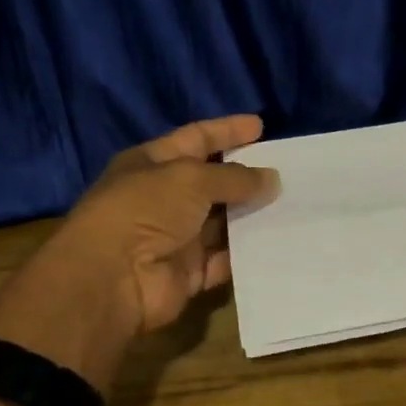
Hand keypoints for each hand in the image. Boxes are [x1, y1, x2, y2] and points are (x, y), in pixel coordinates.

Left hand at [0, 115, 277, 387]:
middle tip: (287, 170)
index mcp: (152, 164)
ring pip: (223, 222)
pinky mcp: (189, 272)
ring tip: (293, 204)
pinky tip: (278, 241)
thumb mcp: (191, 179)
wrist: (112, 280)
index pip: (196, 138)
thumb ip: (234, 177)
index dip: (227, 131)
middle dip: (246, 176)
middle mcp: (163, 198)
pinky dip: (248, 253)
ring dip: (252, 214)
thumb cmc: (145, 210)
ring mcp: (176, 237)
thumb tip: (271, 178)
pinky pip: (226, 259)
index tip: (261, 126)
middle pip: (212, 182)